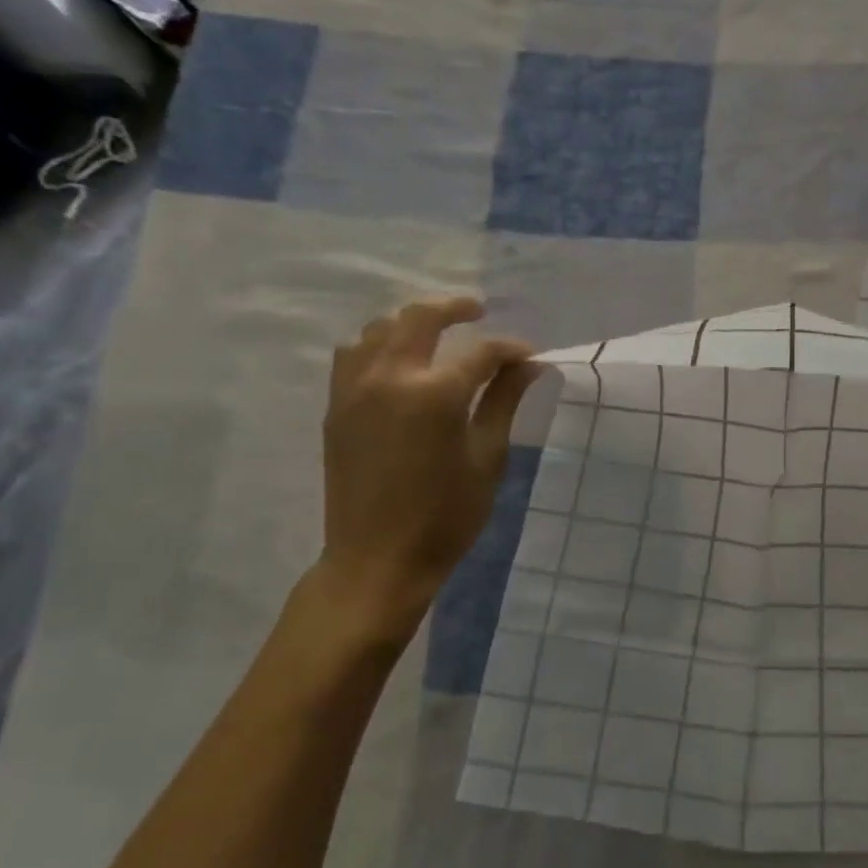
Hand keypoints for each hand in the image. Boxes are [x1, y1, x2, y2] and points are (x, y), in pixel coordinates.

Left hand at [317, 297, 536, 640]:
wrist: (377, 559)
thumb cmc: (445, 515)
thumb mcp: (487, 458)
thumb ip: (504, 401)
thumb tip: (529, 365)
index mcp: (434, 393)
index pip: (481, 352)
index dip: (511, 350)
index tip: (531, 357)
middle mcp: (389, 377)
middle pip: (420, 318)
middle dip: (455, 307)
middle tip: (480, 310)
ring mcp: (354, 388)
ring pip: (380, 329)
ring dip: (412, 321)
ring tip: (438, 333)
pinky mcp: (336, 406)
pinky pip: (353, 354)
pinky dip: (379, 343)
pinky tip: (398, 360)